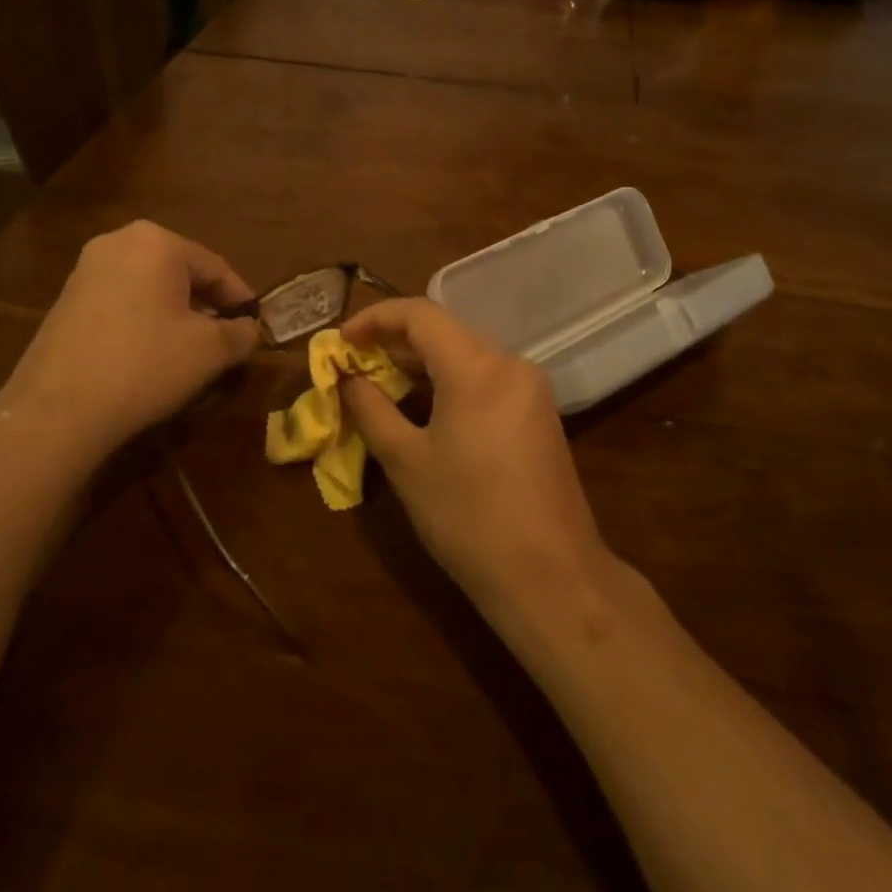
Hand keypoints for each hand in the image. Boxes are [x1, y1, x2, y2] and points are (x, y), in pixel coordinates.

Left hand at [0, 221, 259, 461]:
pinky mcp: (66, 299)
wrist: (59, 407)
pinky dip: (144, 321)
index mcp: (157, 242)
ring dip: (176, 314)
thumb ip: (241, 334)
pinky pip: (122, 302)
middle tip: (226, 338)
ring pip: (150, 288)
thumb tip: (249, 329)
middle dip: (207, 305)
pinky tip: (150, 355)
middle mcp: (118, 242)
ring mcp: (86, 269)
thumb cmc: (146, 364)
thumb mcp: (211, 351)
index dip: (241, 300)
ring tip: (191, 350)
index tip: (256, 327)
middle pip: (181, 273)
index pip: (216, 268)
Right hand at [340, 299, 607, 617]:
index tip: (341, 340)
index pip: (420, 315)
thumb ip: (371, 409)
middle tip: (354, 363)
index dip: (375, 318)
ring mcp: (531, 390)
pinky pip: (485, 380)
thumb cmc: (467, 517)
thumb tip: (349, 379)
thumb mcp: (406, 461)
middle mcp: (511, 365)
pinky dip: (449, 383)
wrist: (550, 576)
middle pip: (445, 333)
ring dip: (422, 363)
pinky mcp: (539, 415)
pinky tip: (423, 405)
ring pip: (466, 356)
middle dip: (395, 342)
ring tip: (380, 382)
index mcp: (478, 368)